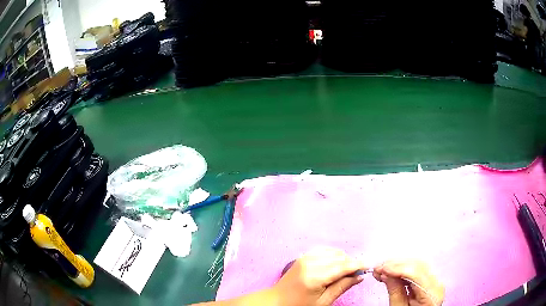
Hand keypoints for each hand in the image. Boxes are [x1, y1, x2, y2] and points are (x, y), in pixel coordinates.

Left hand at [273, 247, 365, 305]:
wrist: (277, 300)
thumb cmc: (299, 305)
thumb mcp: (323, 301)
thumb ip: (342, 287)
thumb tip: (359, 277)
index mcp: (315, 276)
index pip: (342, 266)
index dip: (357, 265)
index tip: (368, 266)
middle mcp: (310, 263)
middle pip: (339, 257)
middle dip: (351, 263)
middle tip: (357, 273)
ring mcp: (305, 257)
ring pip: (333, 252)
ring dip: (343, 259)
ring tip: (346, 271)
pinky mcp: (303, 256)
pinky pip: (324, 250)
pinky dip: (333, 255)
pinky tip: (335, 264)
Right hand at [373, 260, 444, 305]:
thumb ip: (395, 293)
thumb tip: (386, 274)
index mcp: (432, 293)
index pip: (417, 273)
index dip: (399, 268)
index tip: (382, 268)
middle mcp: (436, 282)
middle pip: (418, 265)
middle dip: (396, 264)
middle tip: (377, 267)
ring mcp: (434, 279)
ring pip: (417, 264)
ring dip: (398, 264)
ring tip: (381, 269)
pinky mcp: (429, 278)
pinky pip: (416, 268)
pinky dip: (402, 268)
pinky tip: (391, 271)